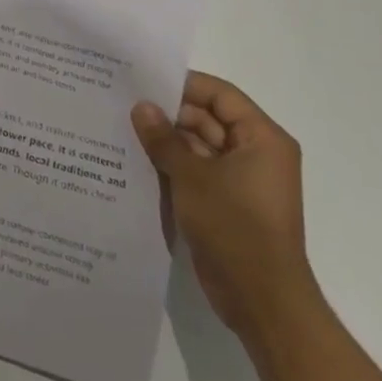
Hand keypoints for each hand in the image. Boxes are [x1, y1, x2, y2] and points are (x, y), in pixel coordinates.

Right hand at [132, 73, 321, 342]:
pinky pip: (194, 172)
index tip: (142, 80)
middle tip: (122, 104)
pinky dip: (169, 165)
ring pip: (197, 146)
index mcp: (261, 139)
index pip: (220, 94)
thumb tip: (141, 107)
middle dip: (167, 114)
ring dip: (165, 141)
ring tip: (120, 129)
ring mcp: (240, 181)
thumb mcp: (192, 176)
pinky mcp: (225, 203)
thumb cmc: (235, 226)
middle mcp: (254, 154)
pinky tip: (133, 160)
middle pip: (207, 118)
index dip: (183, 84)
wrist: (261, 299)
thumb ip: (164, 138)